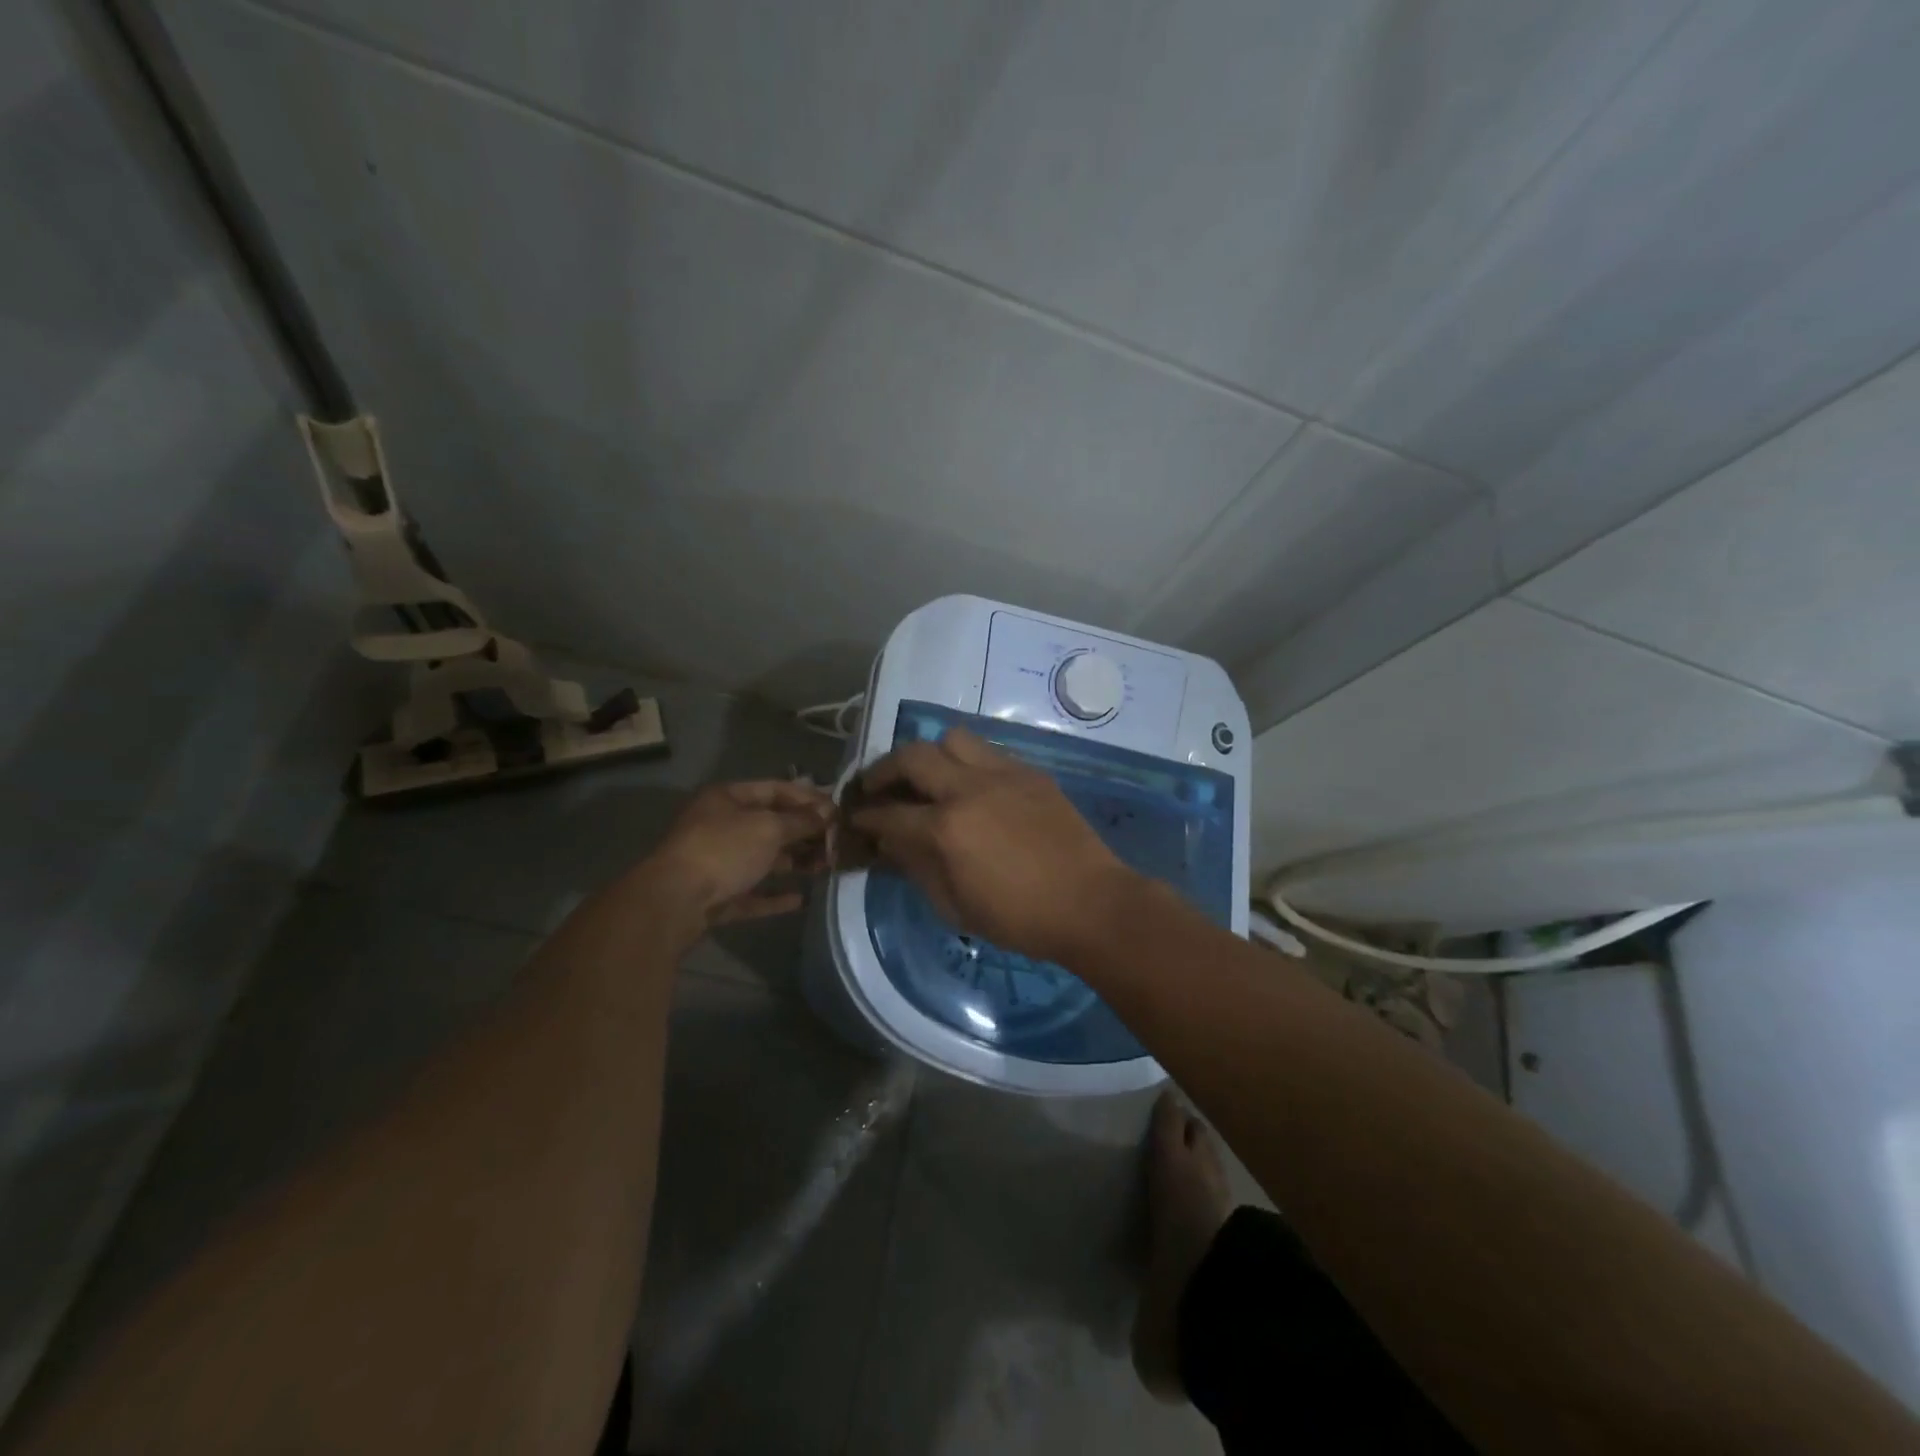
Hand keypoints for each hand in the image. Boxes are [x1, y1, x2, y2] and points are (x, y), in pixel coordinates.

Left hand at [640, 780, 833, 925]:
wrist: (674, 901)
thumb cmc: (724, 850)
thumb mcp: (769, 827)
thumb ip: (801, 821)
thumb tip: (828, 814)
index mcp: (727, 799)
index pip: (775, 789)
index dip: (807, 797)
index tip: (837, 809)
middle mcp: (720, 826)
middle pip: (770, 825)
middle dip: (804, 832)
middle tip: (837, 842)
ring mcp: (716, 863)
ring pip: (763, 859)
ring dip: (794, 863)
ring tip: (826, 868)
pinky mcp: (716, 896)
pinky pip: (751, 892)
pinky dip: (774, 896)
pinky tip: (799, 899)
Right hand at [847, 727, 1133, 963]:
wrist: (1090, 903)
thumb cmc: (1019, 918)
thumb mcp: (955, 907)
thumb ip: (916, 868)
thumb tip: (892, 844)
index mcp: (946, 829)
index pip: (889, 813)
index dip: (865, 817)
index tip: (855, 818)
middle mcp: (969, 789)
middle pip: (912, 757)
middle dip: (884, 770)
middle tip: (877, 787)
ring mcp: (1003, 774)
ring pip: (952, 739)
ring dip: (930, 755)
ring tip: (928, 777)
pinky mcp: (1030, 773)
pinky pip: (988, 752)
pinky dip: (967, 762)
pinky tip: (971, 786)